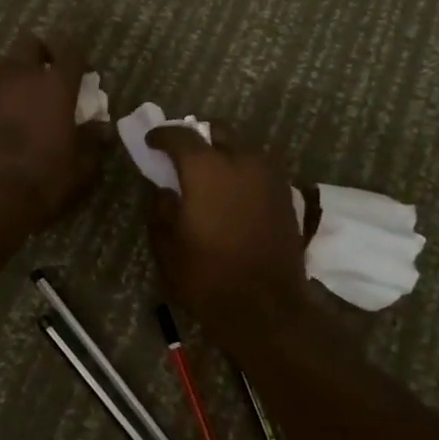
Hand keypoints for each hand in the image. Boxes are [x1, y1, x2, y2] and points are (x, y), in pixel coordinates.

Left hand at [0, 34, 105, 232]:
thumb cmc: (44, 178)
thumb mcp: (81, 166)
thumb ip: (91, 142)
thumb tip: (100, 128)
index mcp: (56, 85)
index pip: (71, 50)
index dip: (78, 56)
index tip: (83, 70)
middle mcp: (22, 78)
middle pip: (29, 43)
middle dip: (41, 52)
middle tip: (50, 72)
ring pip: (2, 61)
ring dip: (15, 70)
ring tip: (24, 92)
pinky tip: (5, 118)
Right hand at [146, 125, 307, 349]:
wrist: (265, 308)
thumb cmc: (207, 276)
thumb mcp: (167, 246)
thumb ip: (161, 209)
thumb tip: (166, 191)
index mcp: (206, 169)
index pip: (181, 136)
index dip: (162, 135)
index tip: (152, 141)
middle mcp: (241, 162)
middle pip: (219, 131)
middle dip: (200, 136)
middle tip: (184, 154)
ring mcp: (269, 177)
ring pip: (244, 148)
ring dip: (224, 153)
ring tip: (210, 174)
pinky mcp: (286, 196)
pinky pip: (259, 170)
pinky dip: (243, 172)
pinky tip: (233, 192)